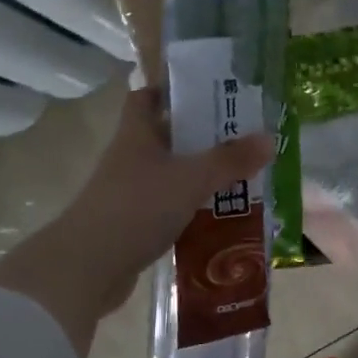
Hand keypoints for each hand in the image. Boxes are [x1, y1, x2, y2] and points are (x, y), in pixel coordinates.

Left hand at [0, 90, 275, 351]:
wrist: (87, 268)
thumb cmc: (137, 207)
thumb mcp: (191, 178)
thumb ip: (230, 159)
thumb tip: (270, 138)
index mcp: (137, 133)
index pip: (147, 97)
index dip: (173, 89)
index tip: (208, 91)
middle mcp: (131, 158)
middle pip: (167, 136)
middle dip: (202, 135)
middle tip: (243, 135)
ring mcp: (130, 193)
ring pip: (172, 174)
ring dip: (201, 175)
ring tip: (243, 175)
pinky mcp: (134, 224)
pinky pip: (170, 208)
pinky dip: (194, 208)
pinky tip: (222, 215)